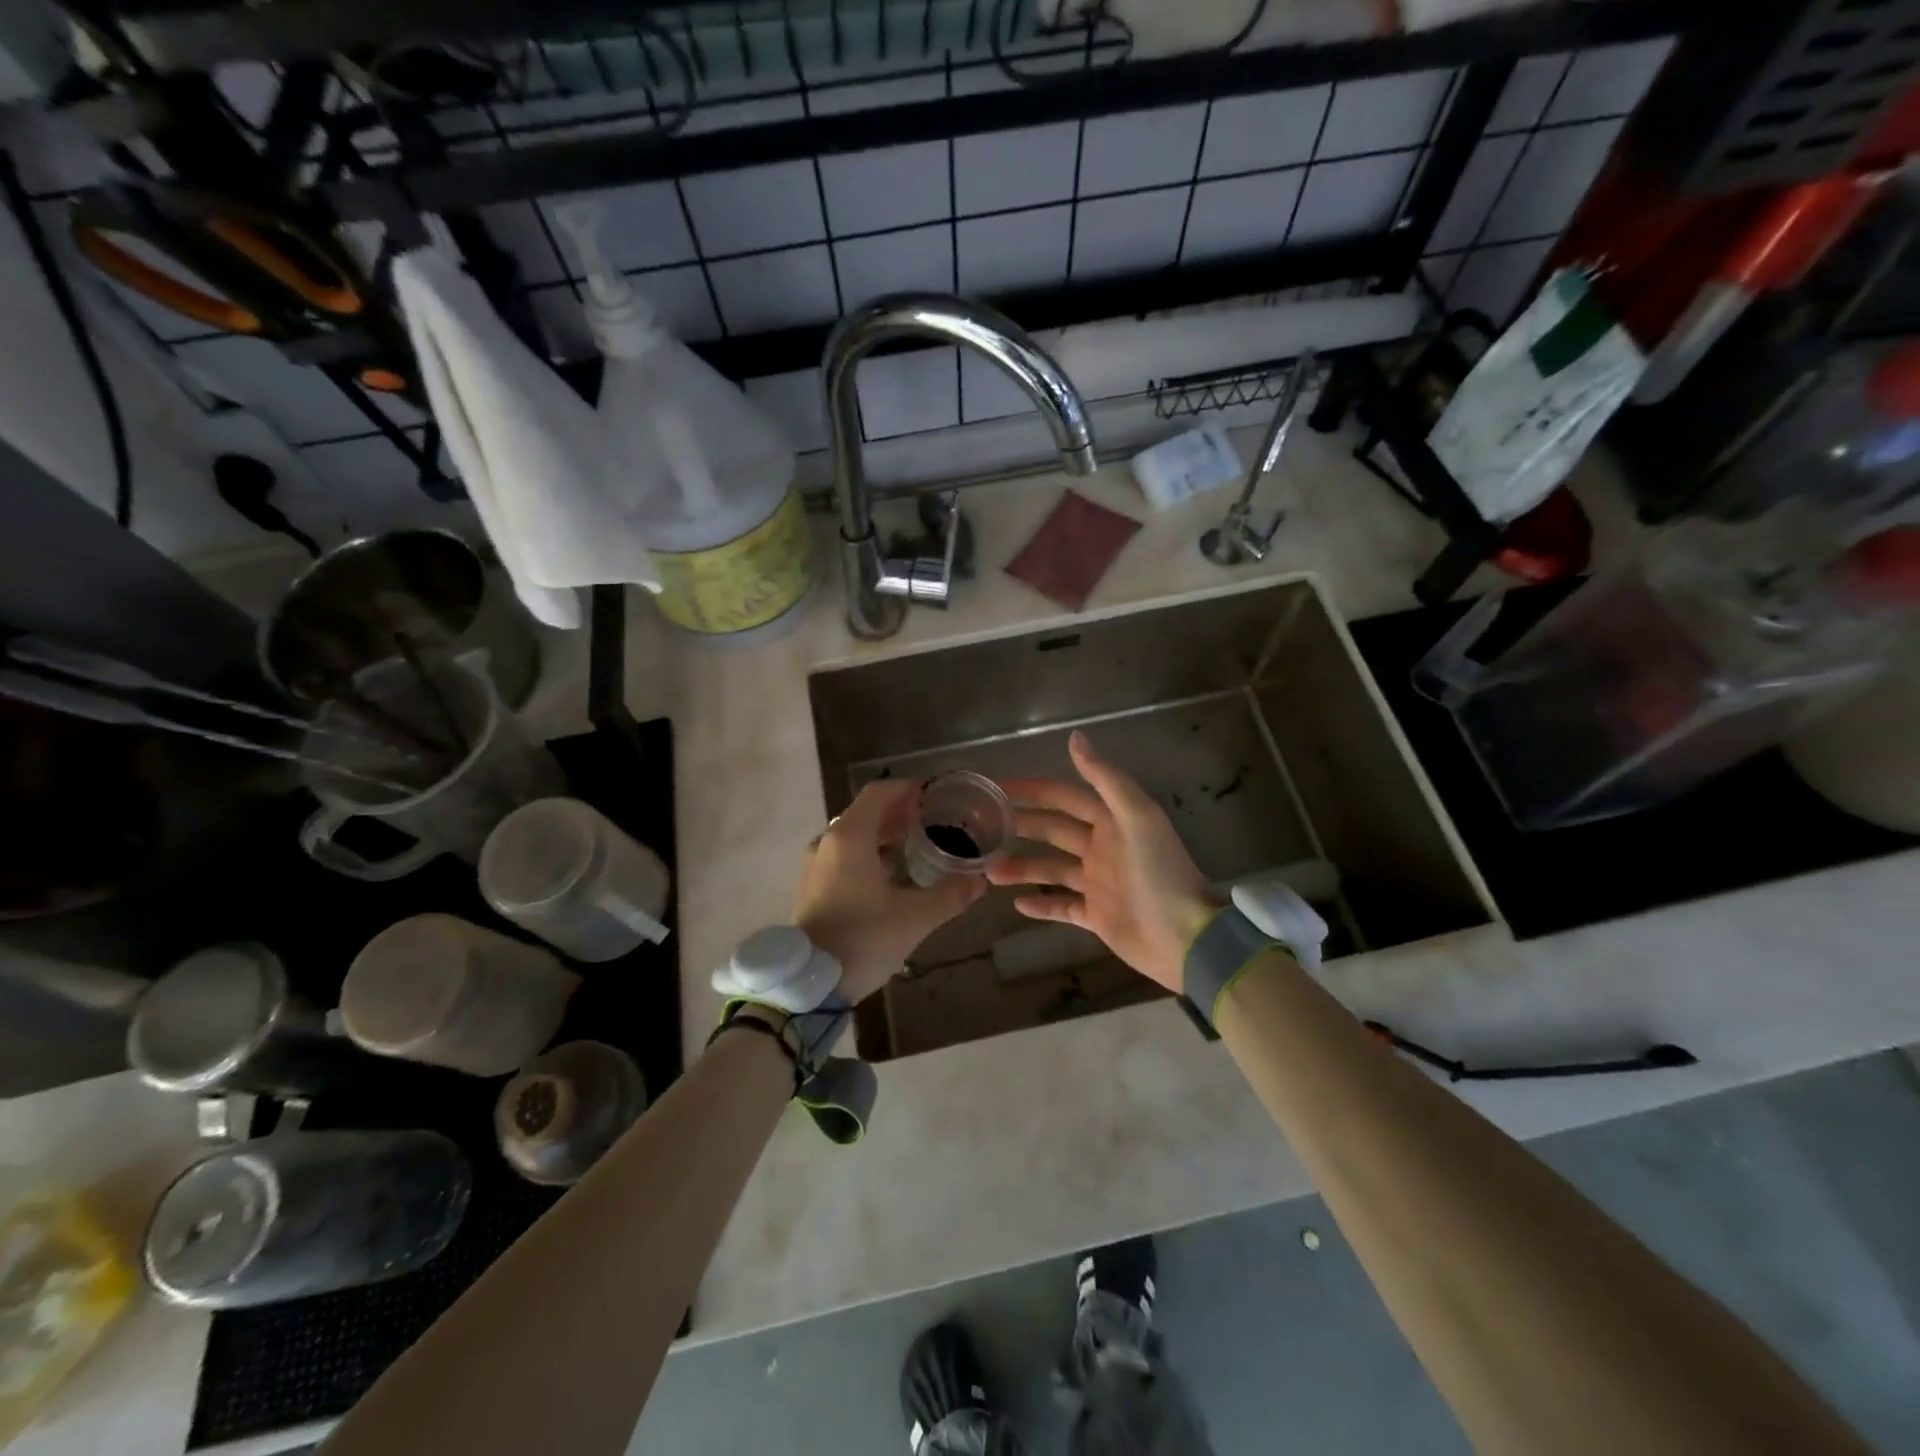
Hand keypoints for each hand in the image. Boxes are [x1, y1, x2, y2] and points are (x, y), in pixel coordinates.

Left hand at [793, 779, 984, 1003]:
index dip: (907, 790)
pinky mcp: (812, 886)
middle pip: (866, 812)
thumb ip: (949, 895)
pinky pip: (843, 854)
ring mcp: (816, 864)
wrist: (809, 984)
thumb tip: (979, 881)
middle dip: (899, 812)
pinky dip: (868, 852)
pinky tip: (891, 873)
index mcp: (850, 837)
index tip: (934, 797)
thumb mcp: (914, 918)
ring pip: (853, 834)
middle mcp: (828, 842)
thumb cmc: (862, 940)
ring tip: (916, 844)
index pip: (879, 793)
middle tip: (933, 821)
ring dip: (883, 833)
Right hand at [989, 730, 1220, 993]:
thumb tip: (1075, 737)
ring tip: (989, 871)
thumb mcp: (1138, 816)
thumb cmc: (1160, 872)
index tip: (1000, 788)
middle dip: (1021, 827)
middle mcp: (1102, 849)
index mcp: (1111, 822)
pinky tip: (1016, 905)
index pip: (1065, 798)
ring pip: (1051, 870)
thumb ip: (1106, 779)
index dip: (1034, 790)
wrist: (1186, 936)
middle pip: (1053, 831)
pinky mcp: (1097, 917)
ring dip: (1022, 868)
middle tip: (982, 828)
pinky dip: (1041, 906)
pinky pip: (1062, 908)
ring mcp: (1098, 884)